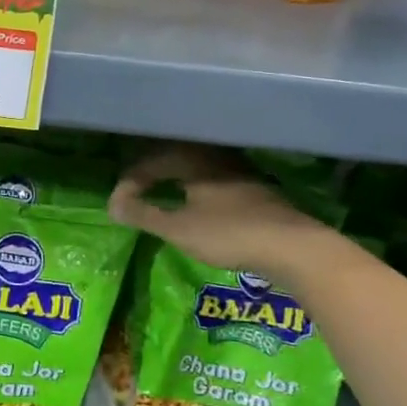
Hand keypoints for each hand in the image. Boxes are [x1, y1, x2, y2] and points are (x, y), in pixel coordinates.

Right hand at [107, 145, 340, 283]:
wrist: (294, 248)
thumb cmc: (229, 234)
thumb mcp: (179, 228)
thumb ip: (144, 215)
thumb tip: (112, 205)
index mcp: (195, 161)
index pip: (152, 162)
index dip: (130, 182)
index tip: (118, 205)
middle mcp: (217, 159)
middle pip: (176, 158)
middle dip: (151, 173)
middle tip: (135, 192)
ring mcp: (240, 174)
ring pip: (197, 168)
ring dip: (175, 180)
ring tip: (161, 197)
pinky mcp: (255, 192)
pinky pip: (214, 180)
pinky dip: (194, 189)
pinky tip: (196, 207)